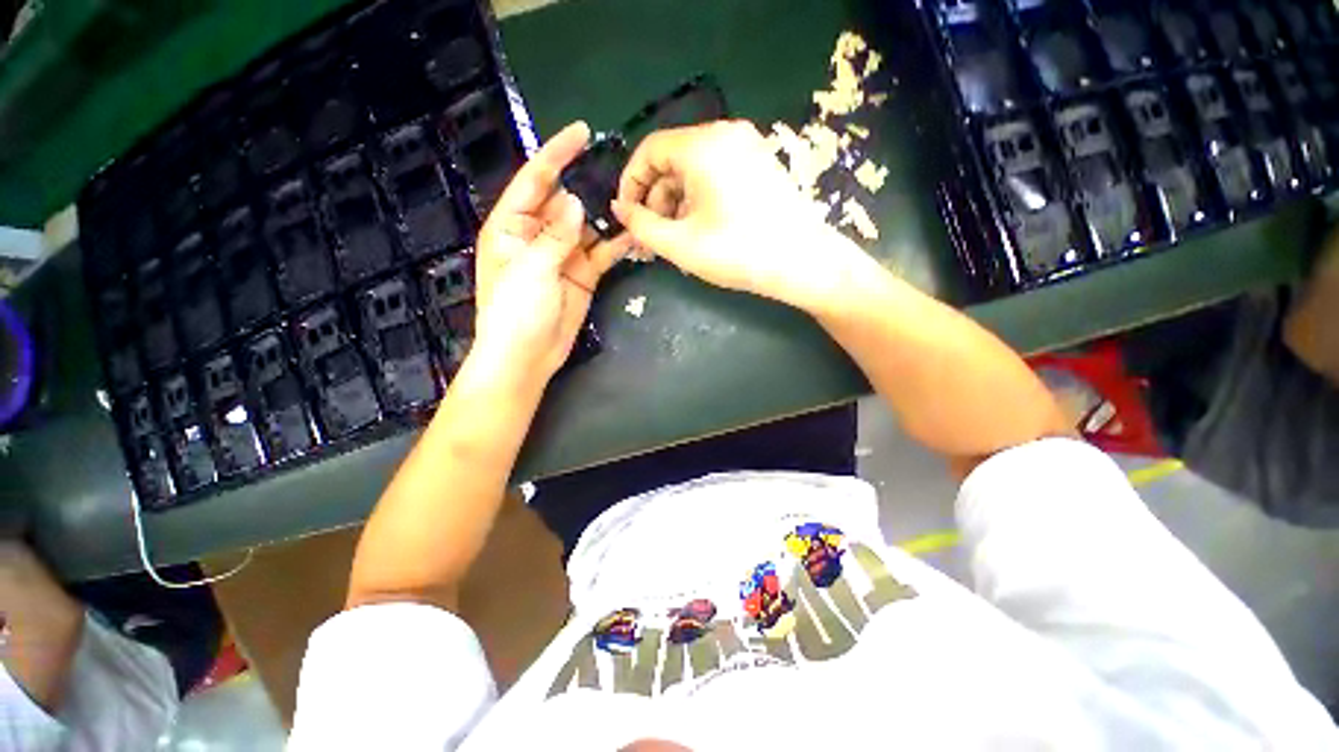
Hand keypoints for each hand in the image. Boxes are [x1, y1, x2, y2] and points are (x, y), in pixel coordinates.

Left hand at [471, 122, 630, 385]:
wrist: (527, 356)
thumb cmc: (515, 312)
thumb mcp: (531, 269)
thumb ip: (555, 235)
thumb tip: (577, 202)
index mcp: (512, 226)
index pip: (534, 181)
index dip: (556, 154)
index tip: (582, 132)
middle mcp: (537, 234)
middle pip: (565, 201)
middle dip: (588, 186)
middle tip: (620, 173)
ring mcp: (563, 255)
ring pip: (588, 226)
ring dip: (607, 217)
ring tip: (634, 203)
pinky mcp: (582, 274)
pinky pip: (602, 253)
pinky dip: (616, 245)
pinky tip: (634, 236)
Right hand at [611, 120, 867, 311]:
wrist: (803, 262)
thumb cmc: (738, 252)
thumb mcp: (680, 244)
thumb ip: (642, 225)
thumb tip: (619, 209)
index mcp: (703, 145)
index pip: (649, 151)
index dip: (631, 183)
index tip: (627, 216)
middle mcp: (725, 134)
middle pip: (673, 160)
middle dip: (655, 200)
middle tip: (651, 238)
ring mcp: (747, 148)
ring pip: (694, 170)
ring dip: (676, 204)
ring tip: (674, 241)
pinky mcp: (760, 165)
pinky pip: (716, 175)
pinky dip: (699, 199)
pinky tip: (699, 230)